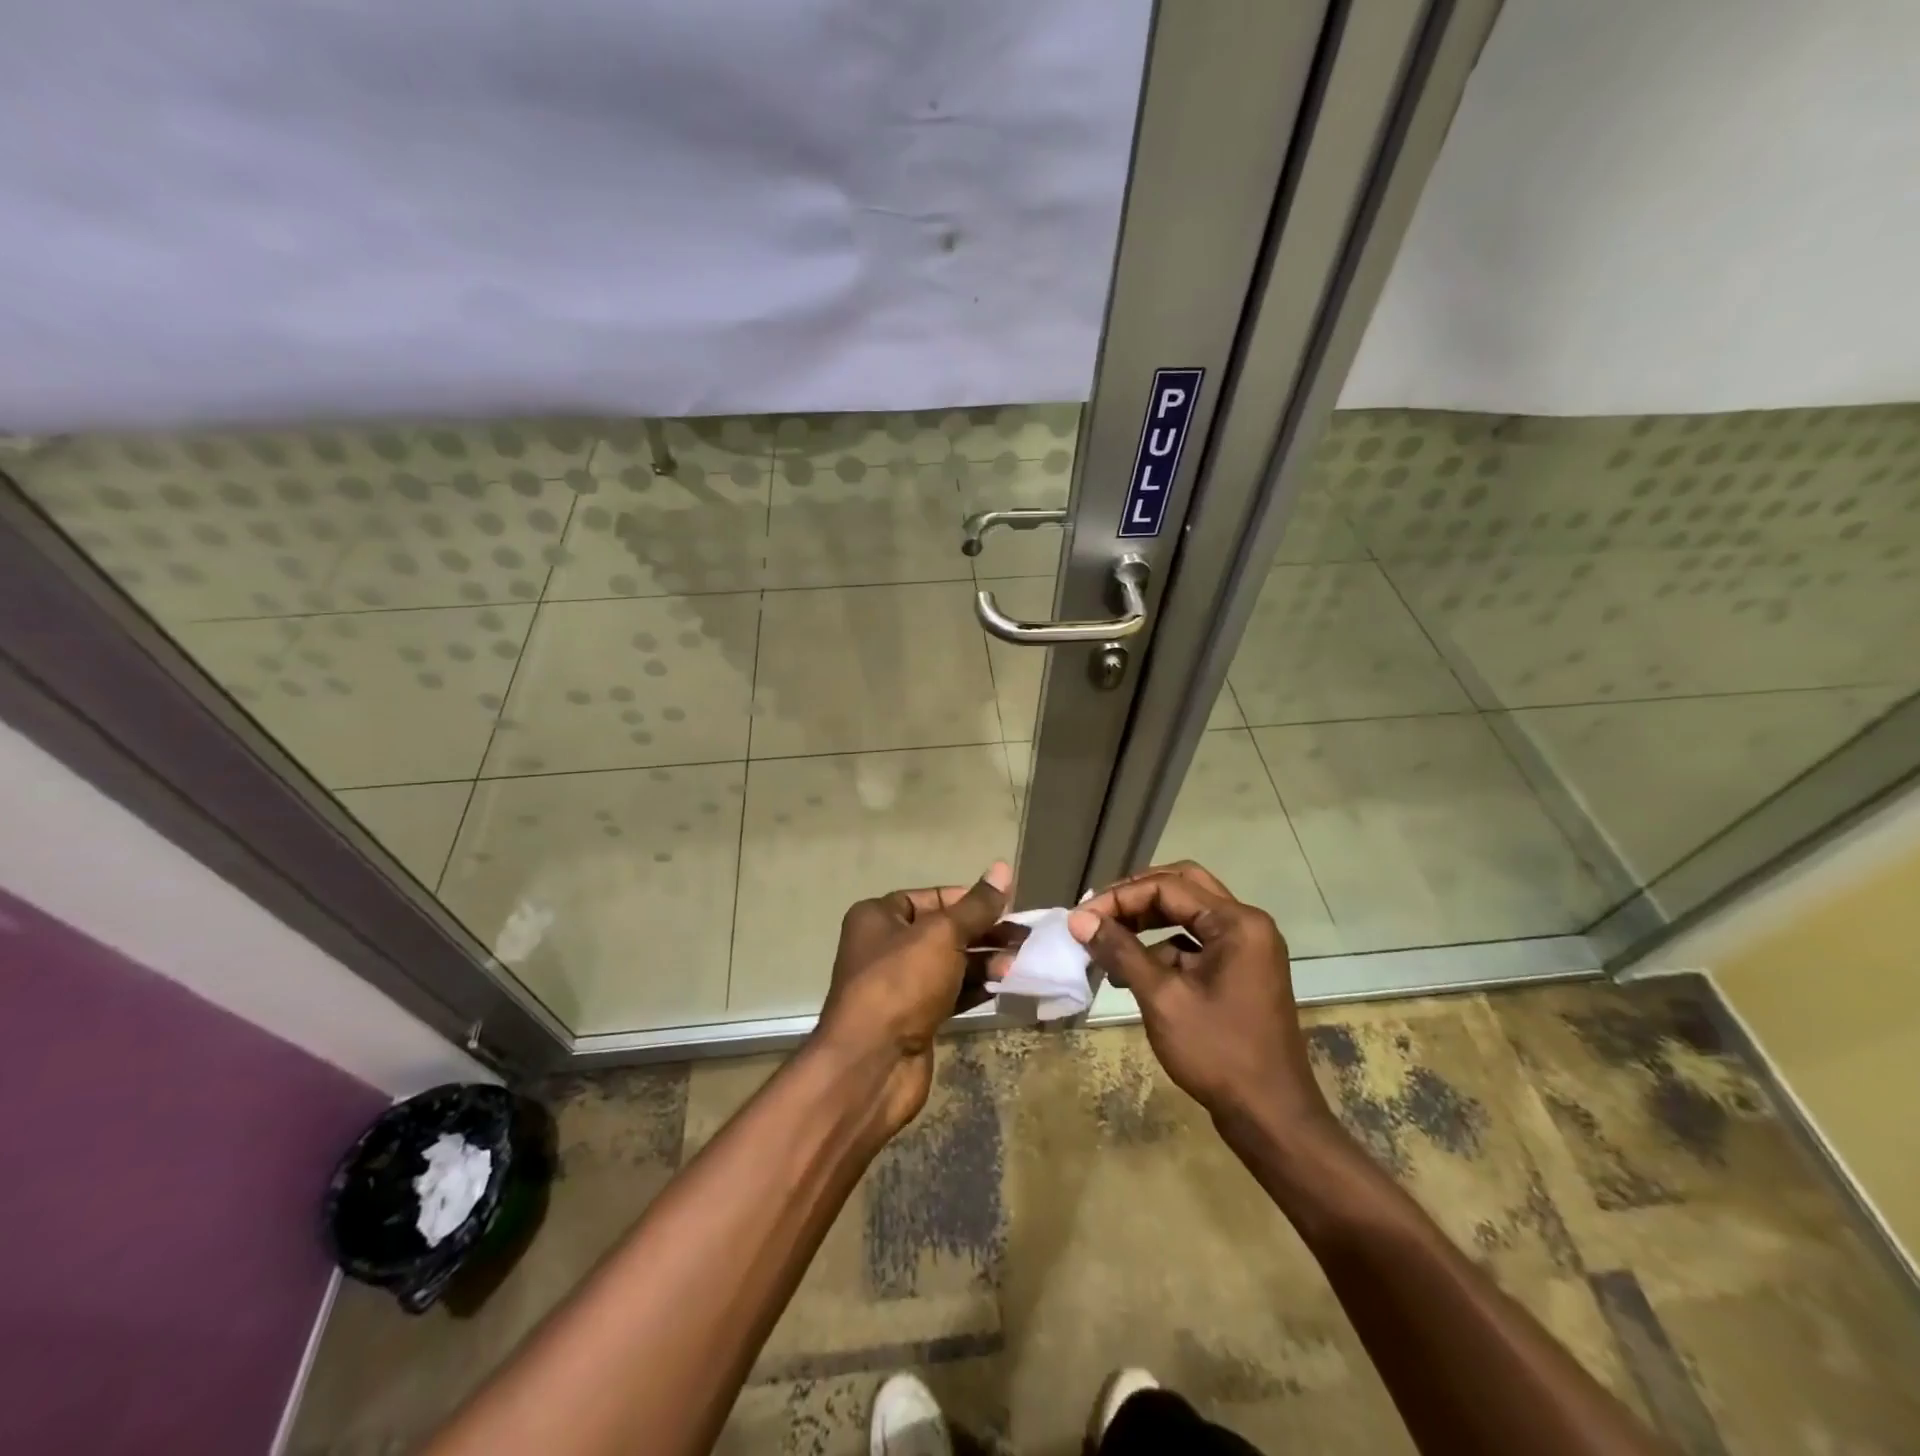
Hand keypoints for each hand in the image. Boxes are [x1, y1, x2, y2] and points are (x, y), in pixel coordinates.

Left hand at [813, 861, 1012, 1131]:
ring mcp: (899, 985)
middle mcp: (885, 946)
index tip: (1006, 905)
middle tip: (1023, 936)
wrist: (872, 1063)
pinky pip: (950, 993)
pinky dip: (975, 987)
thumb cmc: (902, 983)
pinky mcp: (914, 1017)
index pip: (931, 897)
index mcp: (878, 917)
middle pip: (943, 930)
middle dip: (983, 932)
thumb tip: (1002, 868)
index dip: (968, 899)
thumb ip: (976, 906)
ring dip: (984, 960)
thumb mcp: (942, 935)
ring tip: (1019, 961)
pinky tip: (1004, 984)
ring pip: (949, 963)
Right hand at [1070, 861, 1331, 1136]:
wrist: (1271, 1117)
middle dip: (1136, 897)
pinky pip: (1195, 943)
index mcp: (1237, 923)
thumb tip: (1079, 919)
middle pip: (1182, 888)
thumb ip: (1120, 950)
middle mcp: (1247, 925)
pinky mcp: (1240, 972)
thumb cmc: (1217, 1053)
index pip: (1168, 887)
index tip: (1083, 918)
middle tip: (1098, 913)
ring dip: (1147, 922)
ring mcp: (1246, 949)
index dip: (1120, 898)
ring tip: (1107, 940)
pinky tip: (1132, 970)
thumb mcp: (1162, 998)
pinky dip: (1162, 948)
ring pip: (1188, 914)